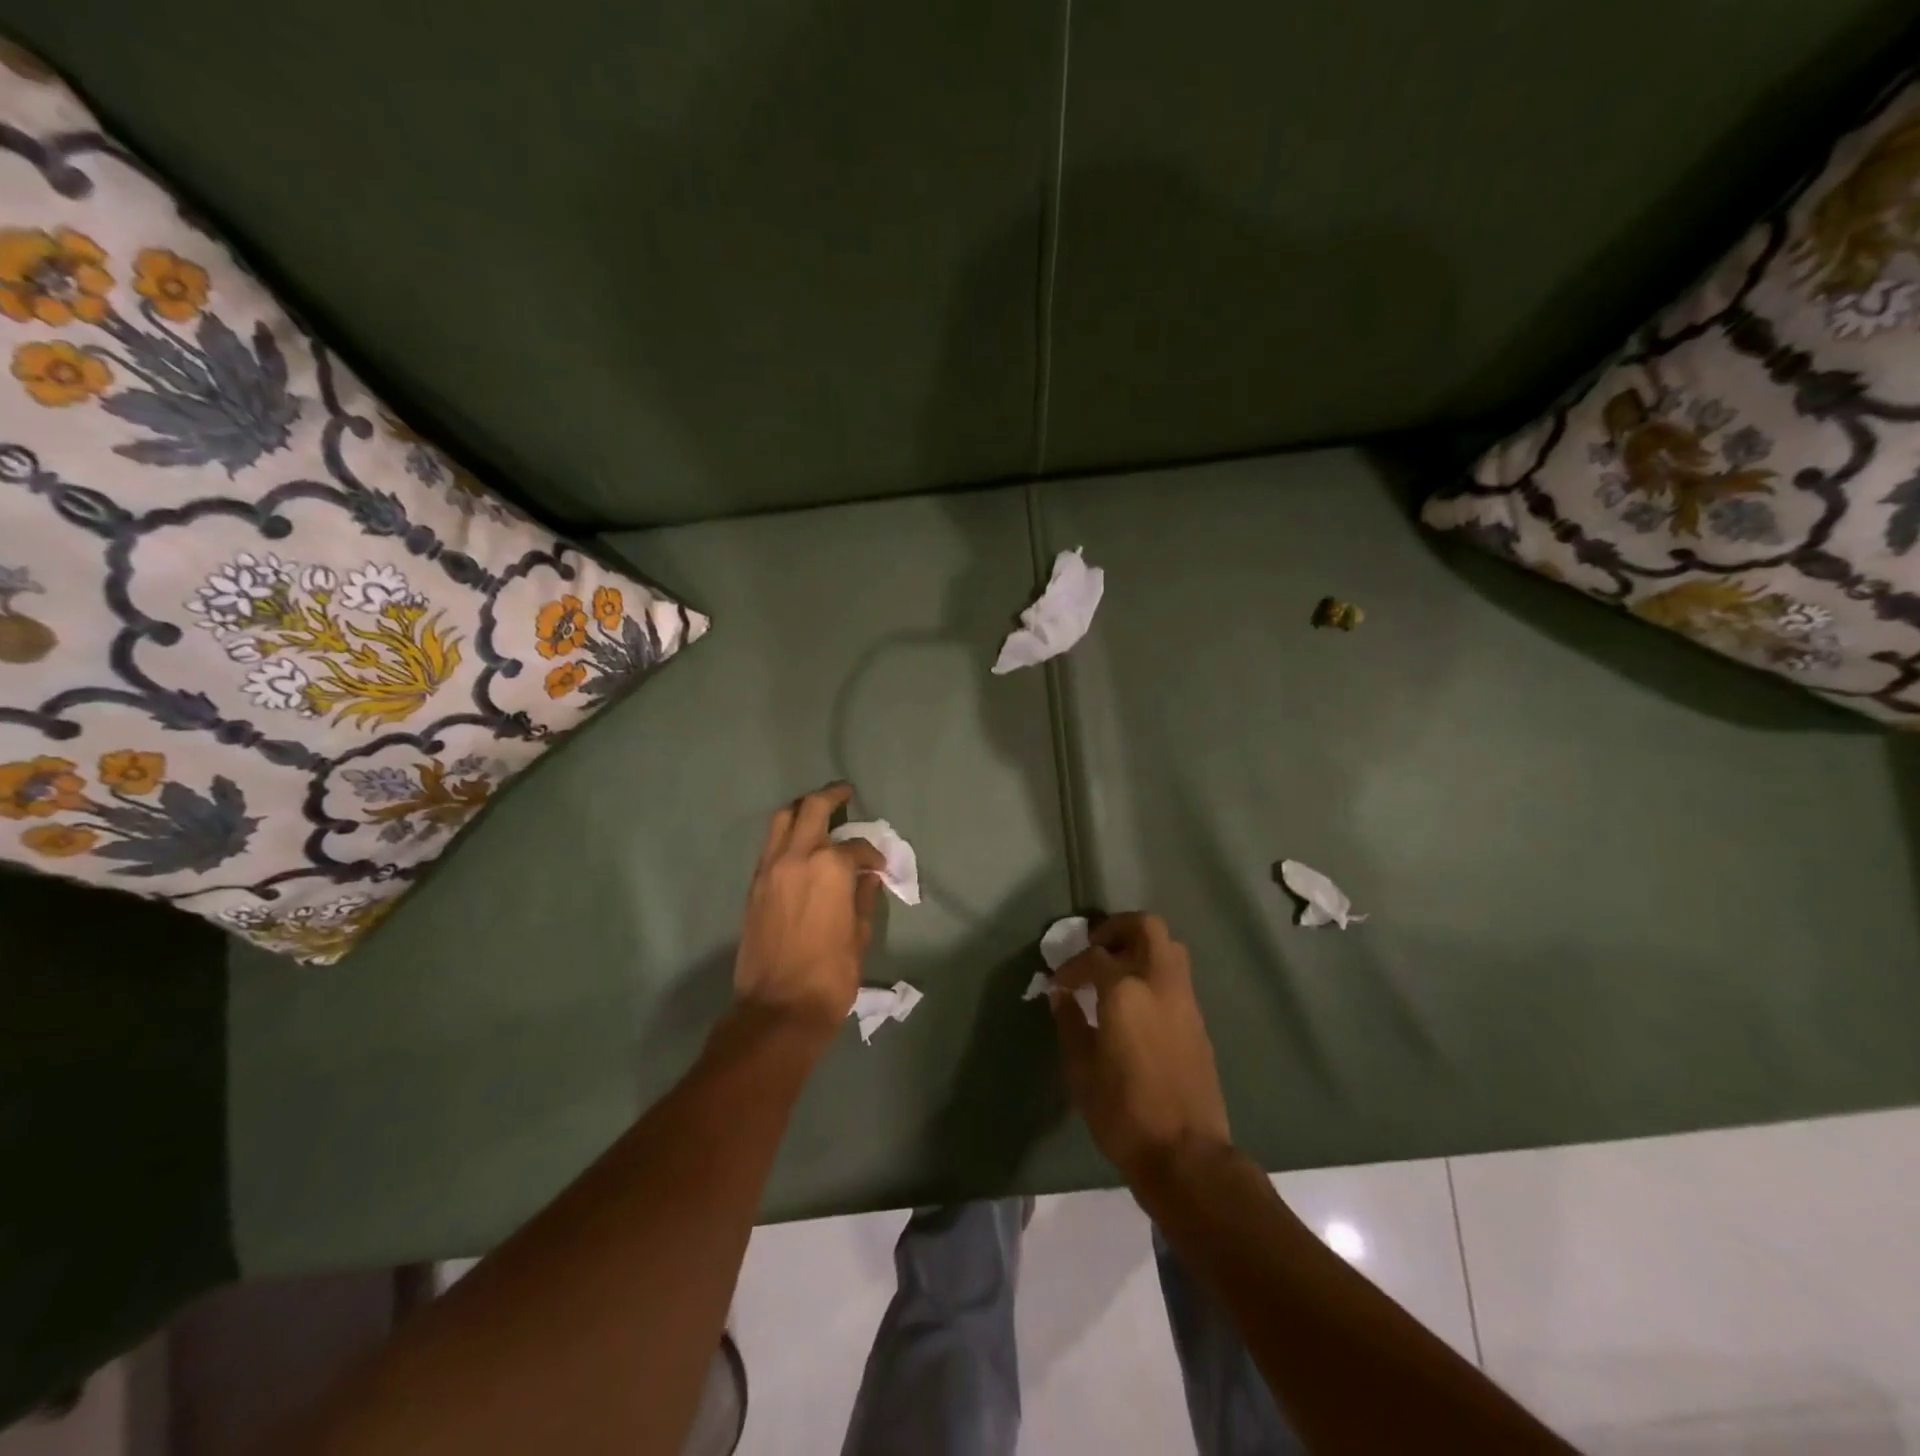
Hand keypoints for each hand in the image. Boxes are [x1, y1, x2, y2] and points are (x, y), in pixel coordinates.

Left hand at [731, 784, 884, 1041]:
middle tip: (845, 793)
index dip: (872, 854)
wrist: (778, 1009)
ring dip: (802, 811)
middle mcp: (797, 858)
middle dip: (831, 796)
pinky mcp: (754, 886)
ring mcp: (770, 870)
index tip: (879, 867)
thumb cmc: (830, 975)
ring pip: (782, 821)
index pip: (856, 846)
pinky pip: (770, 847)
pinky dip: (786, 837)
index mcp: (830, 868)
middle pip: (811, 809)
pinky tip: (800, 848)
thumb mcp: (859, 936)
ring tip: (818, 813)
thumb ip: (864, 898)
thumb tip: (867, 878)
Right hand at [1052, 913, 1232, 1185]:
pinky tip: (1136, 1001)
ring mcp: (1185, 1000)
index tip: (1058, 982)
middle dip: (1117, 928)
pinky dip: (1155, 971)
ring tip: (1116, 969)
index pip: (1094, 957)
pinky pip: (1177, 976)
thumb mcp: (1081, 1069)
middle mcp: (1159, 983)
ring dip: (1141, 945)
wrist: (1185, 1154)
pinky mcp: (1198, 1020)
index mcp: (1126, 992)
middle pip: (1146, 927)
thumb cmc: (1123, 1113)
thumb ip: (1070, 1023)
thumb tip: (1062, 996)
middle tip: (1095, 947)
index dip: (1071, 965)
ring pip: (1169, 947)